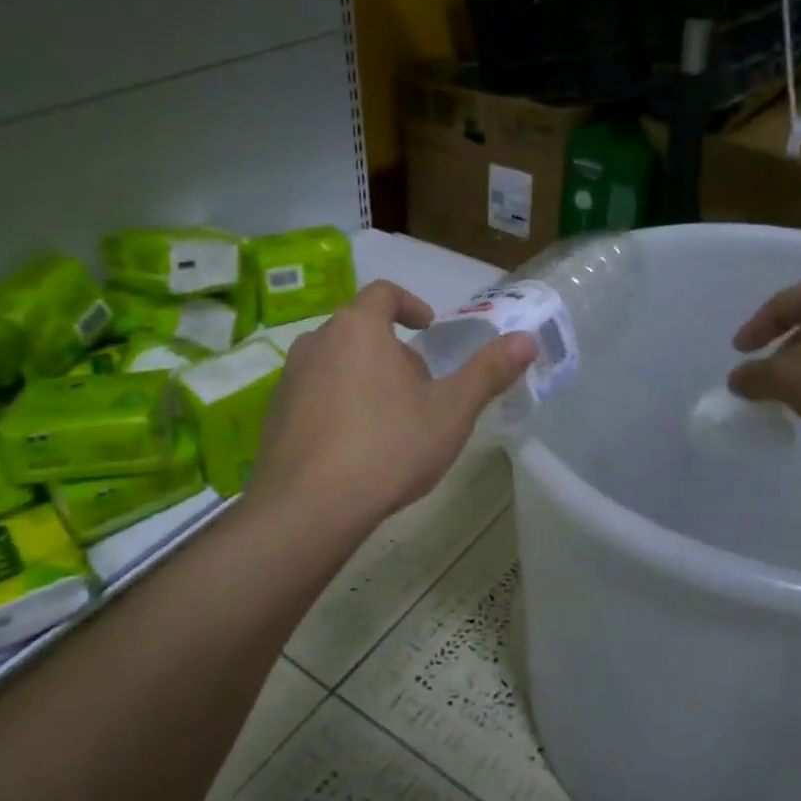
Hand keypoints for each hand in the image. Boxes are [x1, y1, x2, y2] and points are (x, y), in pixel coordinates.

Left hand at [250, 280, 535, 533]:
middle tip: (419, 388)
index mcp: (358, 328)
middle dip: (392, 351)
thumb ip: (489, 371)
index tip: (428, 328)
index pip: (383, 293)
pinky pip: (313, 396)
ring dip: (363, 378)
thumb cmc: (388, 447)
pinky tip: (354, 447)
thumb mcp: (451, 410)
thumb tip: (527, 339)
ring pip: (335, 363)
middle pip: (360, 330)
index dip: (410, 304)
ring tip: (389, 420)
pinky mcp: (273, 415)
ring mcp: (289, 379)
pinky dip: (336, 405)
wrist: (309, 507)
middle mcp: (316, 342)